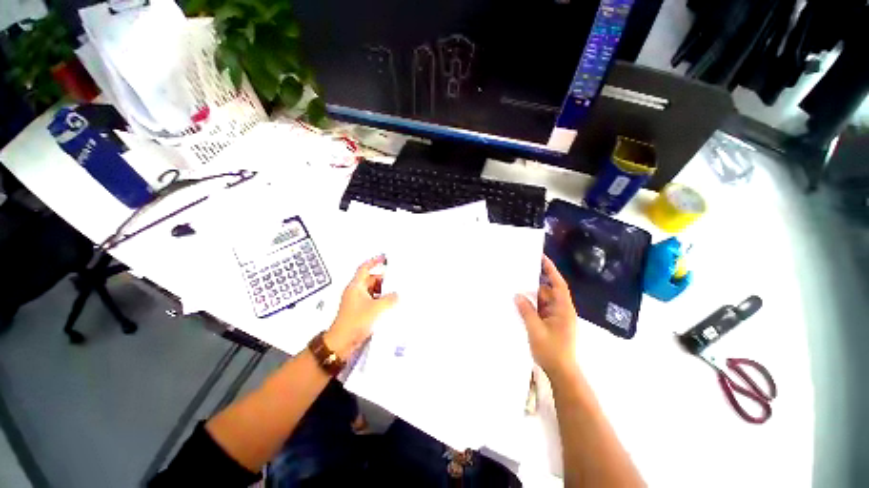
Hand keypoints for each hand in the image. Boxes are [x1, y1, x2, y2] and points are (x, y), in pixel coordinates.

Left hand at [325, 255, 397, 359]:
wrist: (341, 344)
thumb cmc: (356, 322)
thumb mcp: (377, 308)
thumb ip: (390, 299)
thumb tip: (397, 294)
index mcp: (356, 286)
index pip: (365, 268)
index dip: (374, 261)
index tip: (385, 258)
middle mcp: (356, 292)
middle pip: (371, 280)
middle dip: (384, 279)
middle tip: (397, 280)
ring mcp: (357, 302)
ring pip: (373, 291)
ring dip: (383, 291)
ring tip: (397, 293)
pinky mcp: (360, 312)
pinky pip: (373, 301)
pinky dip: (381, 301)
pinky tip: (390, 305)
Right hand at [515, 255, 578, 378]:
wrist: (561, 372)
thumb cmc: (552, 351)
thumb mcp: (536, 330)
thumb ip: (526, 311)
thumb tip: (517, 295)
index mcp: (563, 309)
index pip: (558, 284)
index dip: (551, 270)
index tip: (542, 258)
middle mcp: (561, 310)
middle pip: (548, 291)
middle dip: (535, 283)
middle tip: (519, 273)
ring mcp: (556, 317)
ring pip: (543, 301)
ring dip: (531, 296)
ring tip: (515, 288)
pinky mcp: (551, 323)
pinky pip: (540, 309)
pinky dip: (531, 306)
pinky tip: (519, 304)